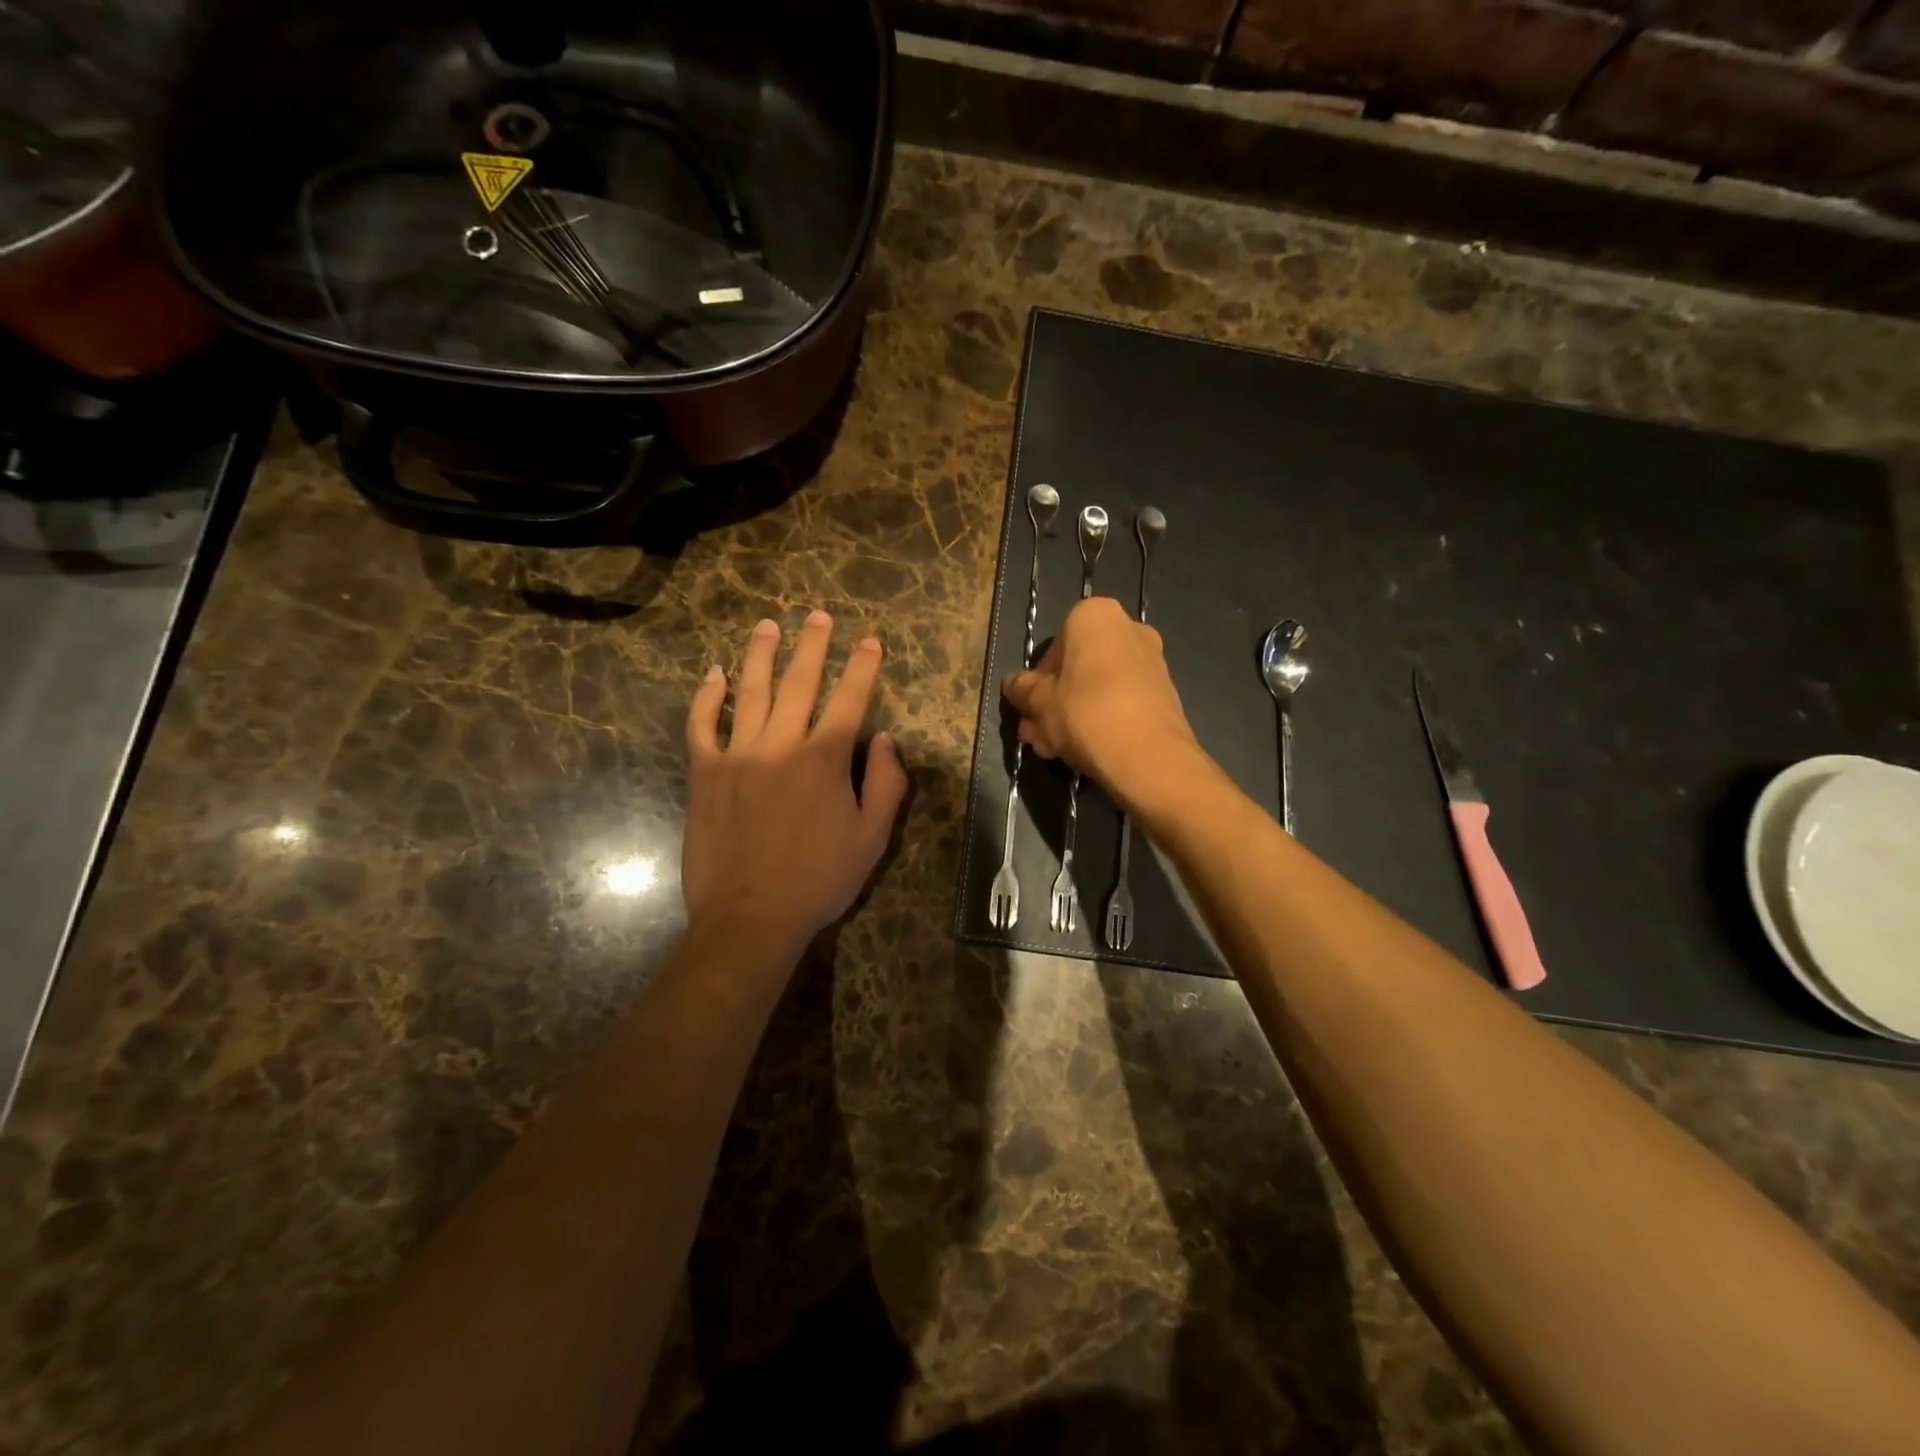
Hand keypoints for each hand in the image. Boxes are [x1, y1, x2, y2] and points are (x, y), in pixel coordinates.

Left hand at [683, 611, 907, 958]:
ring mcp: (738, 755)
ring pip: (750, 692)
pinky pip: (702, 725)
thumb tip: (886, 739)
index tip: (869, 641)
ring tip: (768, 626)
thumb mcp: (873, 838)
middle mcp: (781, 744)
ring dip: (760, 655)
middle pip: (799, 682)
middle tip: (818, 616)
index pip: (849, 699)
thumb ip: (886, 784)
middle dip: (813, 645)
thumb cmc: (819, 879)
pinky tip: (713, 674)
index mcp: (825, 759)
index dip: (862, 667)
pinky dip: (707, 697)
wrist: (751, 917)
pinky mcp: (704, 773)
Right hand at [1003, 596, 1203, 807]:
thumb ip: (1022, 688)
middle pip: (1078, 668)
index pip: (1055, 644)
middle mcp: (1129, 629)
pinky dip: (1102, 721)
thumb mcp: (1039, 702)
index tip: (1030, 707)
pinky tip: (1084, 752)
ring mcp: (1152, 662)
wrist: (1149, 756)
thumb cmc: (1085, 713)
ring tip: (1054, 750)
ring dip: (1074, 715)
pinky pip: (1122, 702)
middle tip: (1037, 733)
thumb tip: (1013, 684)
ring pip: (1099, 688)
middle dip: (1054, 701)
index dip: (1037, 680)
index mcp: (1096, 616)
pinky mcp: (1165, 694)